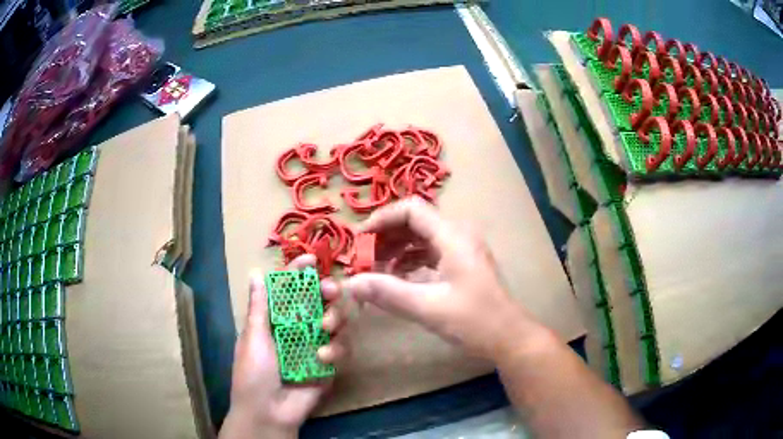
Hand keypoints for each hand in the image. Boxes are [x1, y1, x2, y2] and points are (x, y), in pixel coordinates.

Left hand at [220, 255, 348, 438]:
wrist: (269, 412)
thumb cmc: (253, 373)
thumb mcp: (253, 338)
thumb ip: (259, 307)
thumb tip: (255, 273)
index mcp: (276, 321)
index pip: (289, 291)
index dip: (298, 273)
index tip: (311, 260)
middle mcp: (297, 330)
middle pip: (318, 302)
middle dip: (327, 292)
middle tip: (330, 290)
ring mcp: (316, 346)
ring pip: (335, 321)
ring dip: (335, 318)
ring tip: (326, 327)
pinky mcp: (330, 365)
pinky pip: (342, 348)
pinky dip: (337, 348)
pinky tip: (324, 357)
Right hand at [343, 197, 545, 360]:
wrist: (509, 337)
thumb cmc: (474, 321)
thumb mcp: (428, 307)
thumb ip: (388, 293)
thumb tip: (350, 283)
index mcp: (453, 236)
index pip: (412, 209)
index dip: (383, 219)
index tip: (360, 239)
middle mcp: (458, 236)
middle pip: (415, 222)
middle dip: (387, 237)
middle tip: (364, 259)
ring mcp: (462, 250)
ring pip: (422, 238)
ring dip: (397, 250)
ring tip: (376, 270)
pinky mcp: (462, 265)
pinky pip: (430, 253)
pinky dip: (410, 261)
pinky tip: (397, 279)